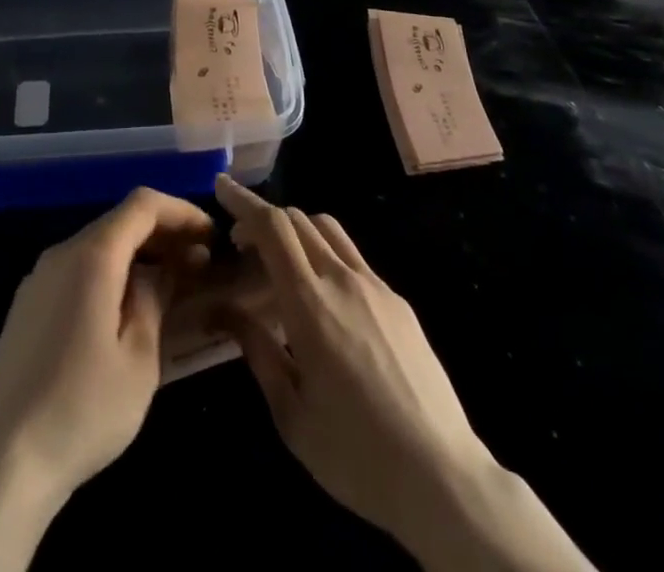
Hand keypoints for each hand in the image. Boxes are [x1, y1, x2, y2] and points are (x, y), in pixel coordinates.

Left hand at [0, 189, 213, 571]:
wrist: (5, 462)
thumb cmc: (84, 410)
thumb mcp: (139, 358)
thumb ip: (156, 299)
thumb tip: (168, 268)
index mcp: (92, 256)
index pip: (143, 205)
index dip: (181, 212)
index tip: (211, 236)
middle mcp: (62, 253)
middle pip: (120, 221)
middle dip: (163, 233)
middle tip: (199, 262)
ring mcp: (39, 277)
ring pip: (98, 245)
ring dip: (137, 254)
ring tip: (171, 283)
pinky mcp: (28, 304)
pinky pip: (77, 269)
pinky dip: (110, 272)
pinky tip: (127, 307)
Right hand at [213, 176, 592, 571]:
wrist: (443, 477)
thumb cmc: (355, 454)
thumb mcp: (290, 413)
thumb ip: (256, 351)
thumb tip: (224, 309)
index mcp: (310, 303)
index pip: (272, 227)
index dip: (244, 201)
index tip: (221, 186)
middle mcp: (342, 279)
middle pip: (298, 219)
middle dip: (264, 217)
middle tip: (241, 243)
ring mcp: (376, 286)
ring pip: (328, 230)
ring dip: (296, 228)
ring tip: (279, 260)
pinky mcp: (398, 302)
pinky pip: (353, 257)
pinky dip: (324, 252)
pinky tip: (322, 295)